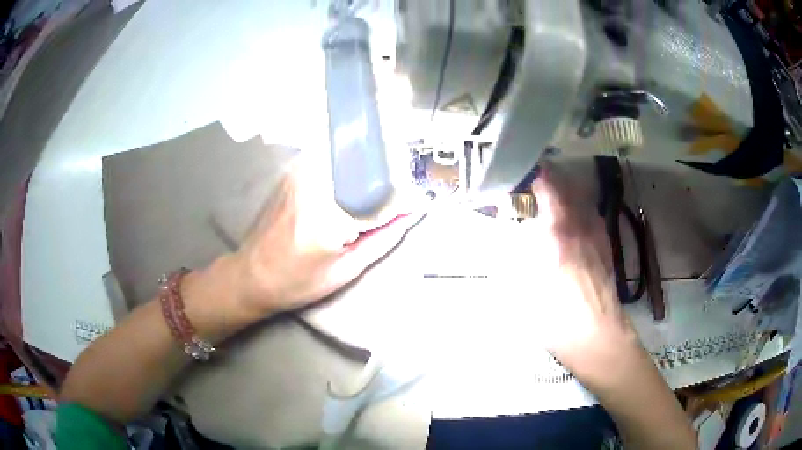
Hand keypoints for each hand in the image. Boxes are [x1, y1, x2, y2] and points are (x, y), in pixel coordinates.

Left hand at [229, 160, 420, 317]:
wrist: (252, 275)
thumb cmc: (298, 282)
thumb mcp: (346, 270)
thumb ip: (383, 239)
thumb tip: (412, 214)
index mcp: (328, 216)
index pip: (382, 193)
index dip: (404, 195)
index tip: (418, 200)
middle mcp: (314, 185)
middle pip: (366, 165)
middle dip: (388, 174)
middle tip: (401, 190)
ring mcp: (300, 173)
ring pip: (348, 157)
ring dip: (367, 168)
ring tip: (379, 185)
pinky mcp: (293, 171)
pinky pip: (330, 158)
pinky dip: (347, 166)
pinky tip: (352, 181)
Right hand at [529, 168, 641, 382]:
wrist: (596, 337)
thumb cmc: (556, 317)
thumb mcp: (522, 288)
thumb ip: (514, 254)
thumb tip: (509, 232)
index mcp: (558, 232)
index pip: (549, 186)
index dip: (535, 172)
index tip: (522, 170)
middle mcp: (581, 226)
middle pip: (569, 186)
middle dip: (551, 178)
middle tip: (534, 181)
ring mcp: (597, 235)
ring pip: (584, 199)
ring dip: (568, 191)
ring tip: (554, 197)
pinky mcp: (606, 248)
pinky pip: (593, 216)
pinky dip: (581, 209)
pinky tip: (574, 222)